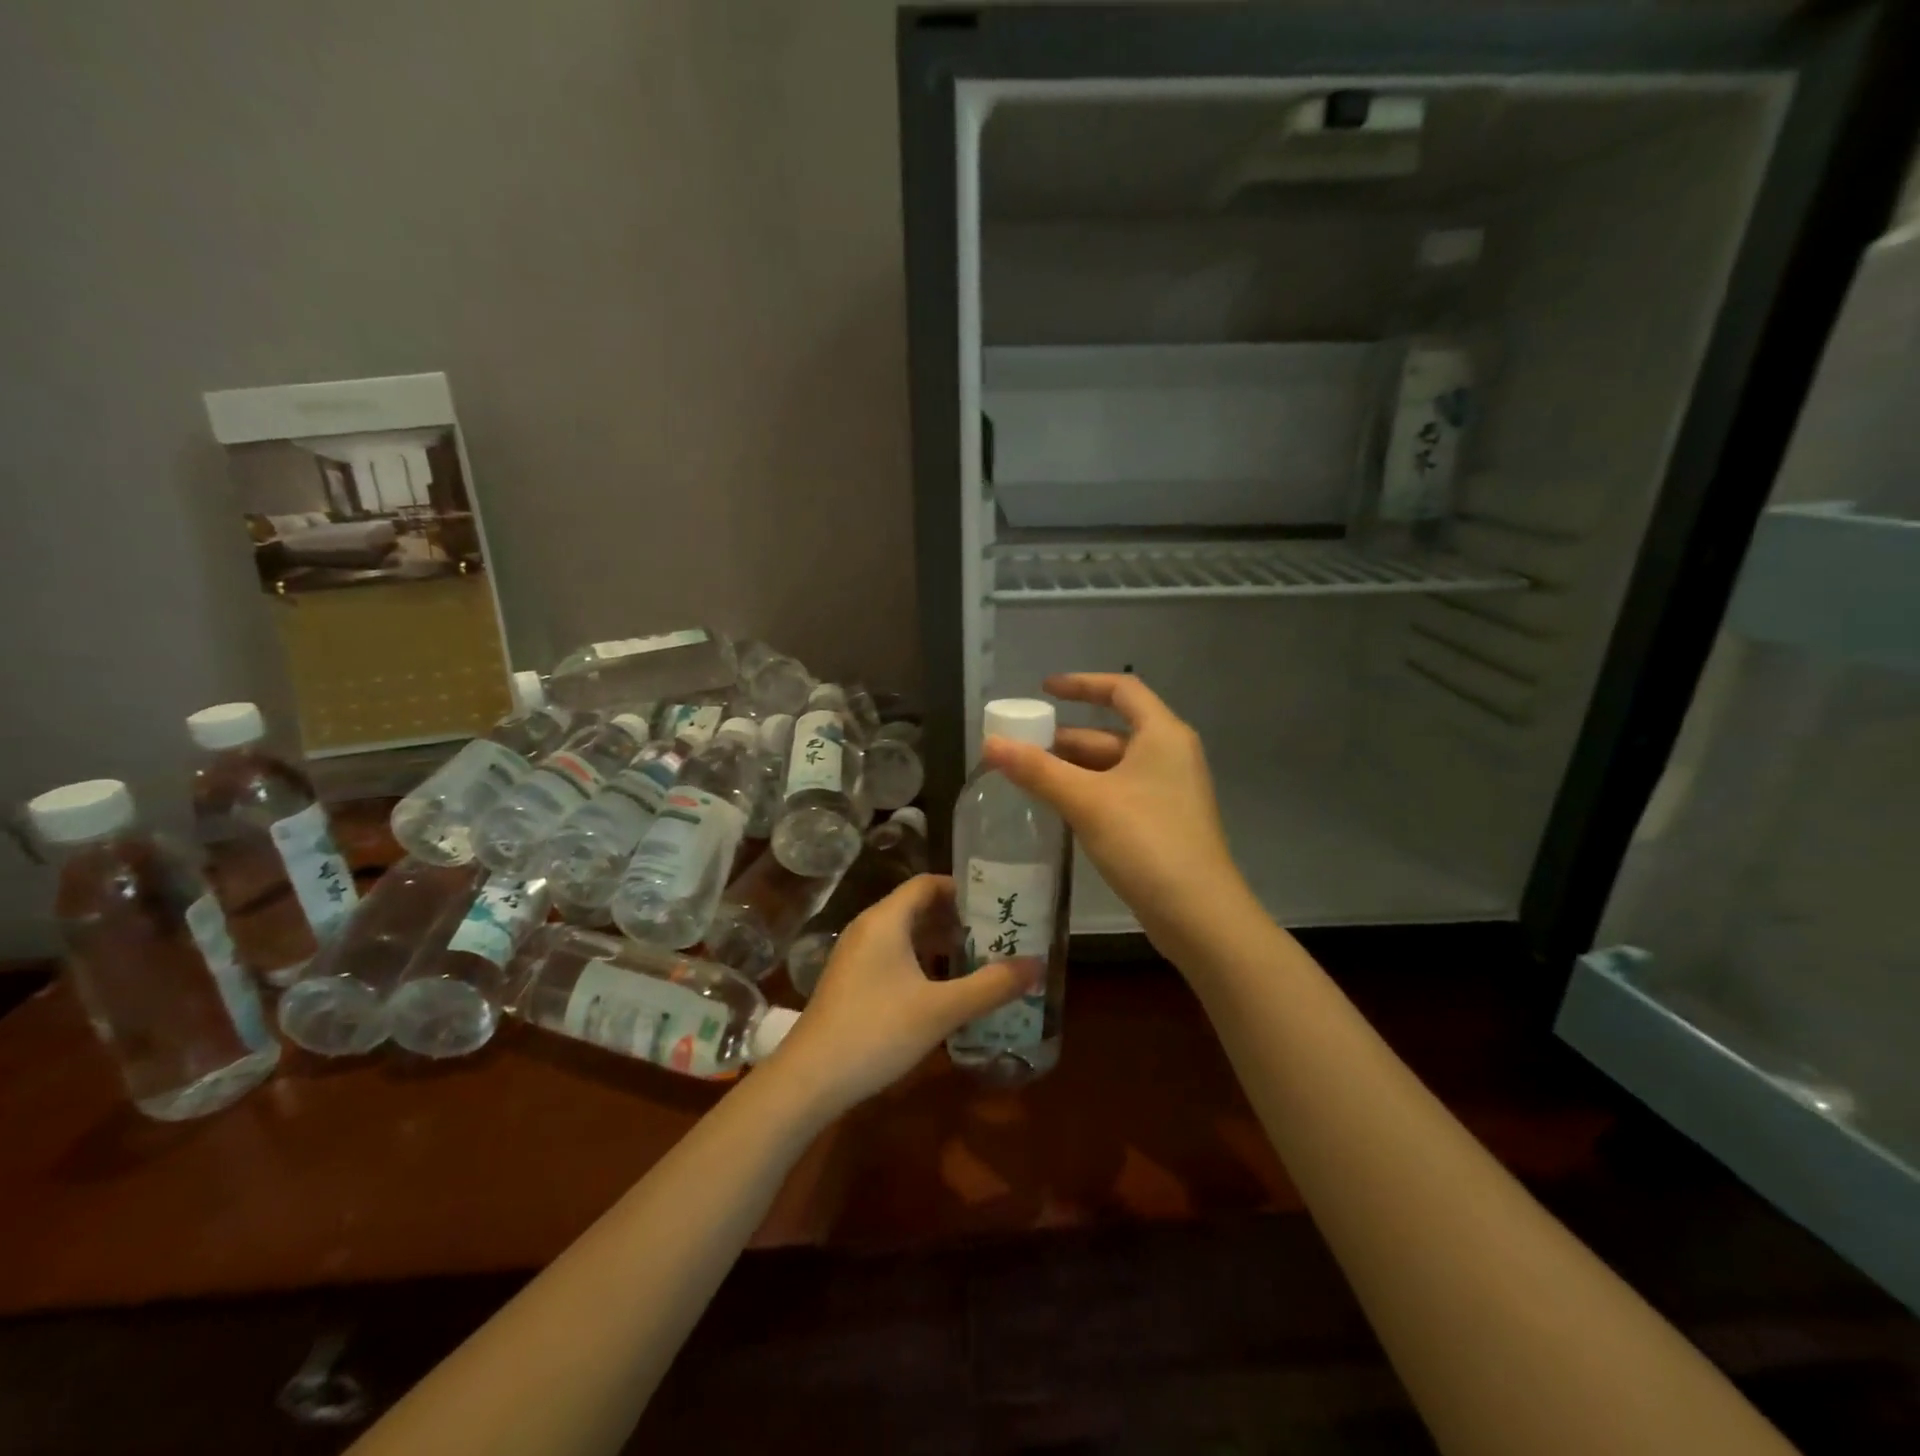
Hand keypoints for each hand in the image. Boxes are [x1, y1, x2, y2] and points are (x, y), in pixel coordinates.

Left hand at [761, 874, 1036, 1117]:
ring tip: (978, 960)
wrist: (809, 1079)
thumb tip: (1038, 965)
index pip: (927, 884)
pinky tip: (942, 989)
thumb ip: (991, 985)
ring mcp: (855, 956)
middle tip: (996, 934)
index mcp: (886, 920)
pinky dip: (920, 962)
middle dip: (956, 919)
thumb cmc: (877, 1031)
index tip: (996, 904)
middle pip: (917, 908)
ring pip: (904, 935)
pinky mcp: (850, 981)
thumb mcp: (941, 1009)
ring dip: (939, 943)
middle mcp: (868, 928)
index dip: (962, 889)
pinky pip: (892, 956)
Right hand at [983, 672, 1245, 956]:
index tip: (1043, 691)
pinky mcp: (1162, 823)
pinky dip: (1087, 792)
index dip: (1081, 684)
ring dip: (1072, 768)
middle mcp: (1169, 755)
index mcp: (1162, 735)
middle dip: (1066, 737)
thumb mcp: (1087, 801)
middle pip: (1111, 732)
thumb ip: (1038, 770)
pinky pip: (1118, 793)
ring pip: (1112, 766)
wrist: (1198, 915)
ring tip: (1027, 775)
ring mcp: (1168, 791)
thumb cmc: (1146, 842)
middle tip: (1021, 745)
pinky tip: (1057, 806)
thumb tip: (990, 744)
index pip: (1121, 690)